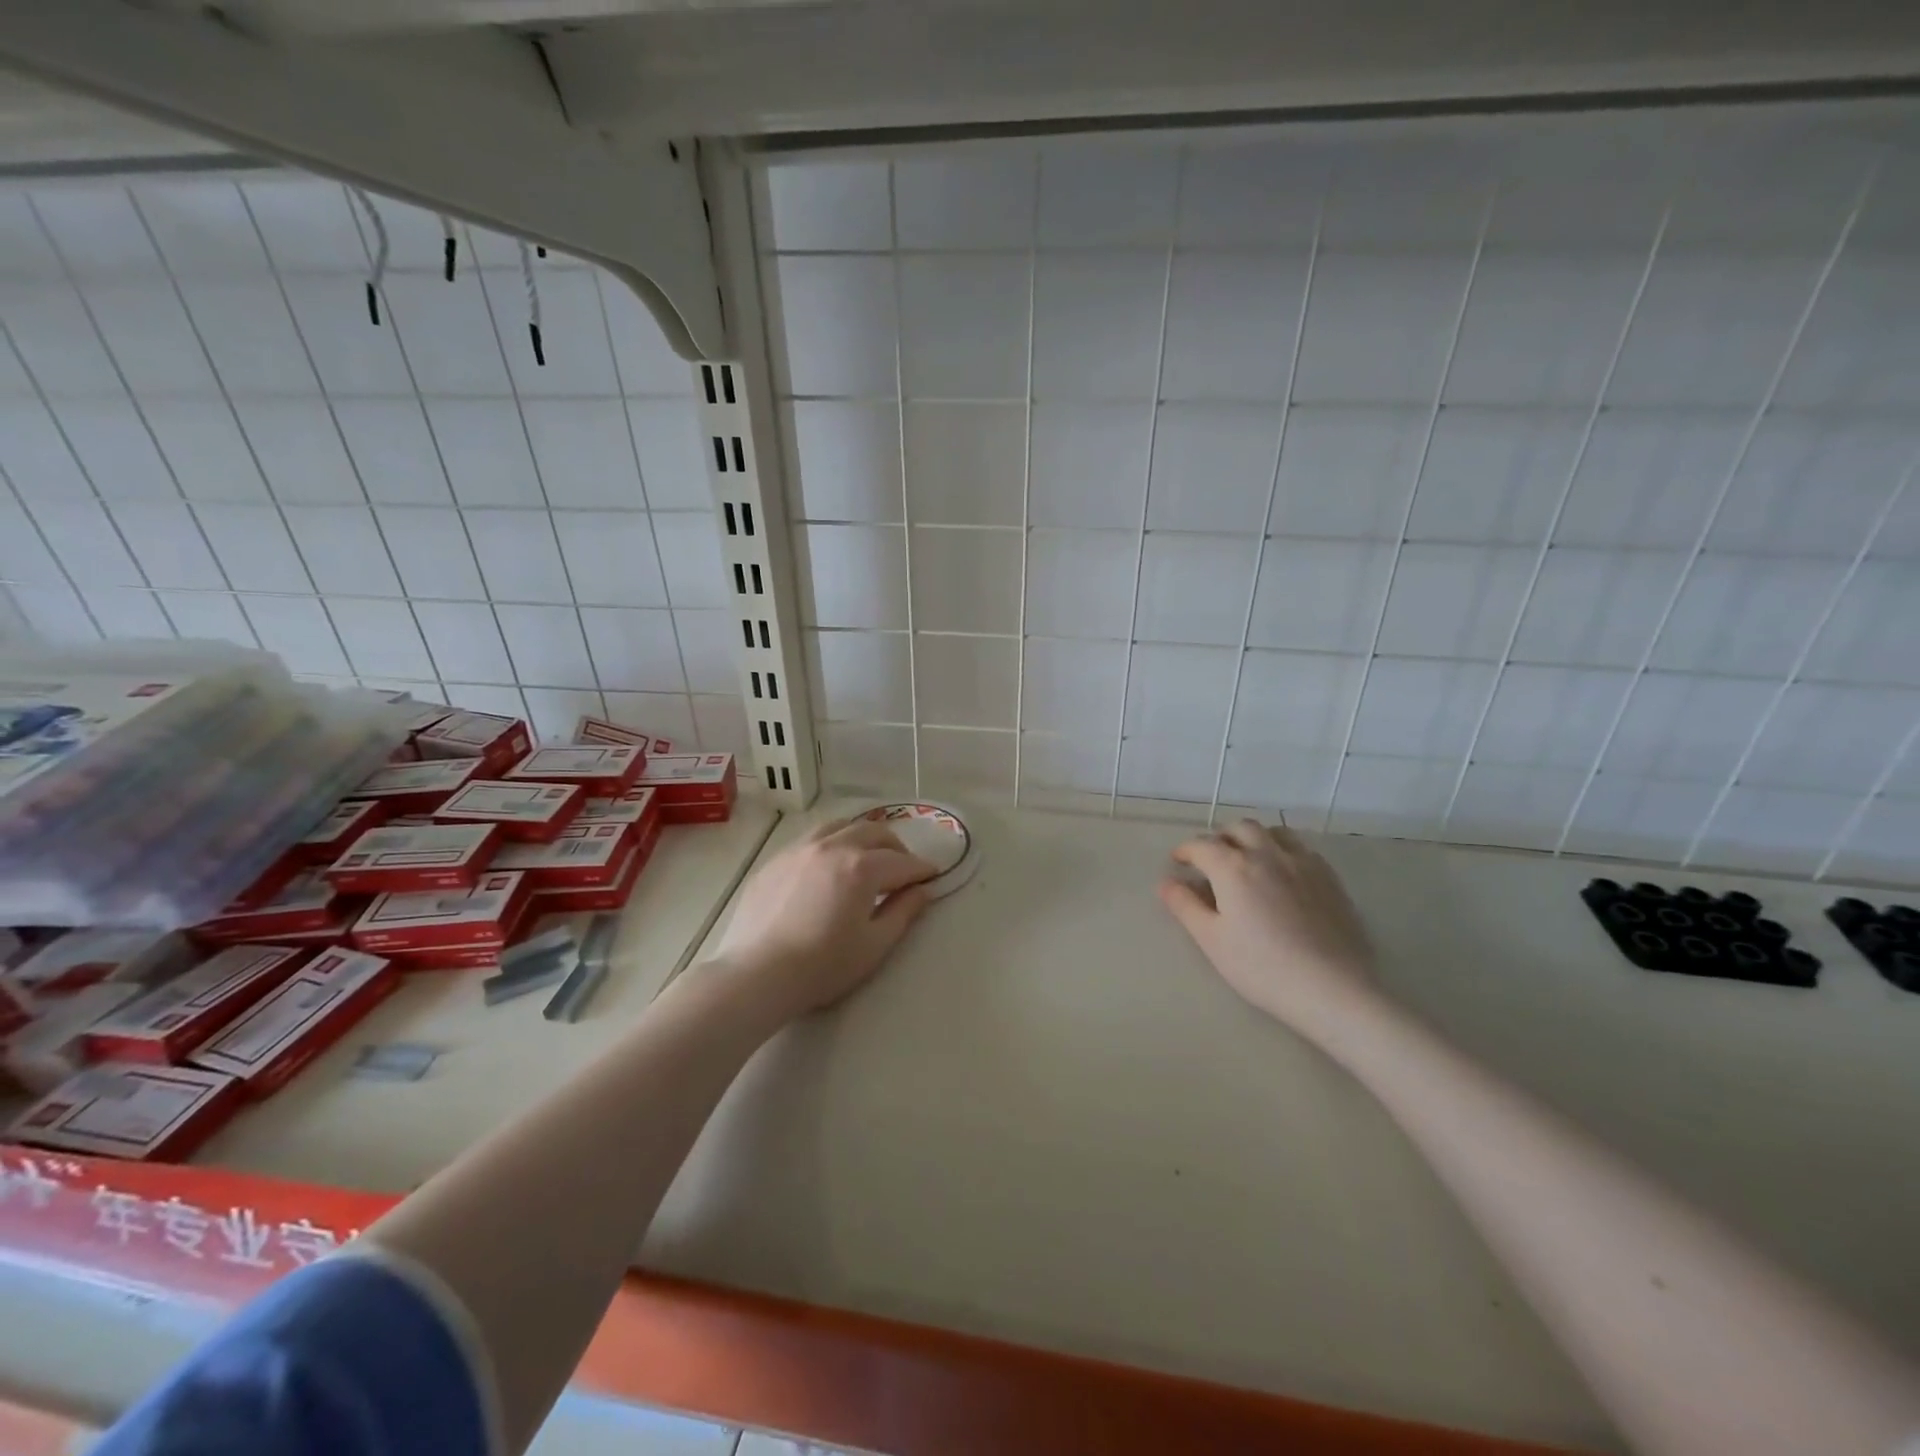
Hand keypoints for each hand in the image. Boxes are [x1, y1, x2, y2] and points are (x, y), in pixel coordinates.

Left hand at [709, 817, 936, 1022]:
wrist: (756, 974)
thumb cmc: (822, 966)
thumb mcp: (874, 945)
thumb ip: (903, 913)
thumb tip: (922, 891)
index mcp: (862, 867)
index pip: (902, 861)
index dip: (922, 869)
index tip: (933, 877)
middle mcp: (833, 847)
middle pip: (874, 832)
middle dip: (896, 846)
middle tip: (903, 868)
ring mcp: (800, 849)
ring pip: (841, 826)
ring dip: (862, 837)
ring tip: (867, 857)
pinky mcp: (776, 860)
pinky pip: (812, 839)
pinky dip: (832, 843)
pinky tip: (829, 866)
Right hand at [1158, 819, 1377, 1038]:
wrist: (1333, 990)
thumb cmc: (1262, 968)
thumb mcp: (1212, 941)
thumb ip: (1186, 906)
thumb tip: (1166, 882)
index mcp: (1233, 867)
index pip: (1202, 845)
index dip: (1185, 850)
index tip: (1178, 861)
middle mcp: (1268, 854)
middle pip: (1239, 828)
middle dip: (1220, 837)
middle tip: (1211, 859)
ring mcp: (1303, 863)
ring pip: (1274, 832)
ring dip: (1254, 838)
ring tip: (1248, 858)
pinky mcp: (1330, 878)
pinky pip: (1301, 848)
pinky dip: (1283, 850)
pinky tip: (1283, 873)